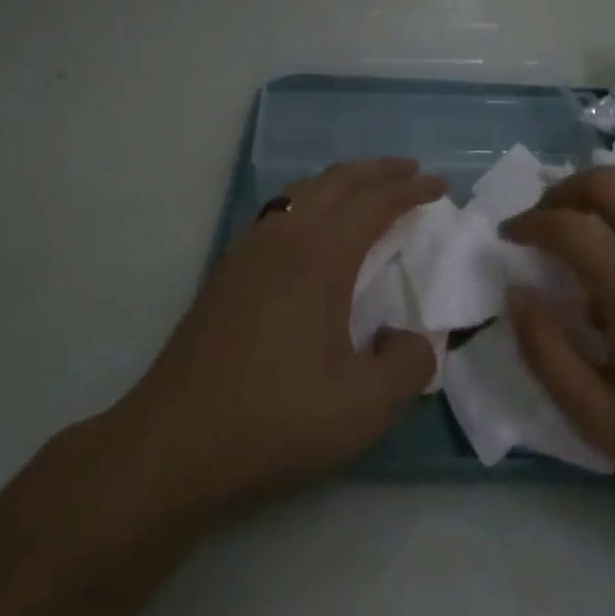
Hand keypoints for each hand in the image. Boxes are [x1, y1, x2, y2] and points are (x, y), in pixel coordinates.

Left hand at [125, 158, 443, 510]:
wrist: (173, 444)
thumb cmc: (275, 420)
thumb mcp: (365, 406)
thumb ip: (409, 365)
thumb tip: (409, 338)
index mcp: (319, 257)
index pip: (374, 203)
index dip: (412, 189)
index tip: (440, 185)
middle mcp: (283, 238)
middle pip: (337, 181)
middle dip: (379, 171)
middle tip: (411, 171)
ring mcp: (247, 252)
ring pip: (302, 192)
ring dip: (341, 183)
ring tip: (367, 192)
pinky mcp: (226, 273)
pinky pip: (278, 213)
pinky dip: (310, 202)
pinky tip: (313, 230)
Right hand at [502, 161, 614, 543]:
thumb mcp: (600, 419)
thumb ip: (546, 353)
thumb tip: (515, 293)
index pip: (566, 225)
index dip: (528, 223)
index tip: (509, 236)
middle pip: (606, 181)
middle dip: (564, 191)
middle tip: (544, 219)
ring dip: (606, 182)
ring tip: (587, 213)